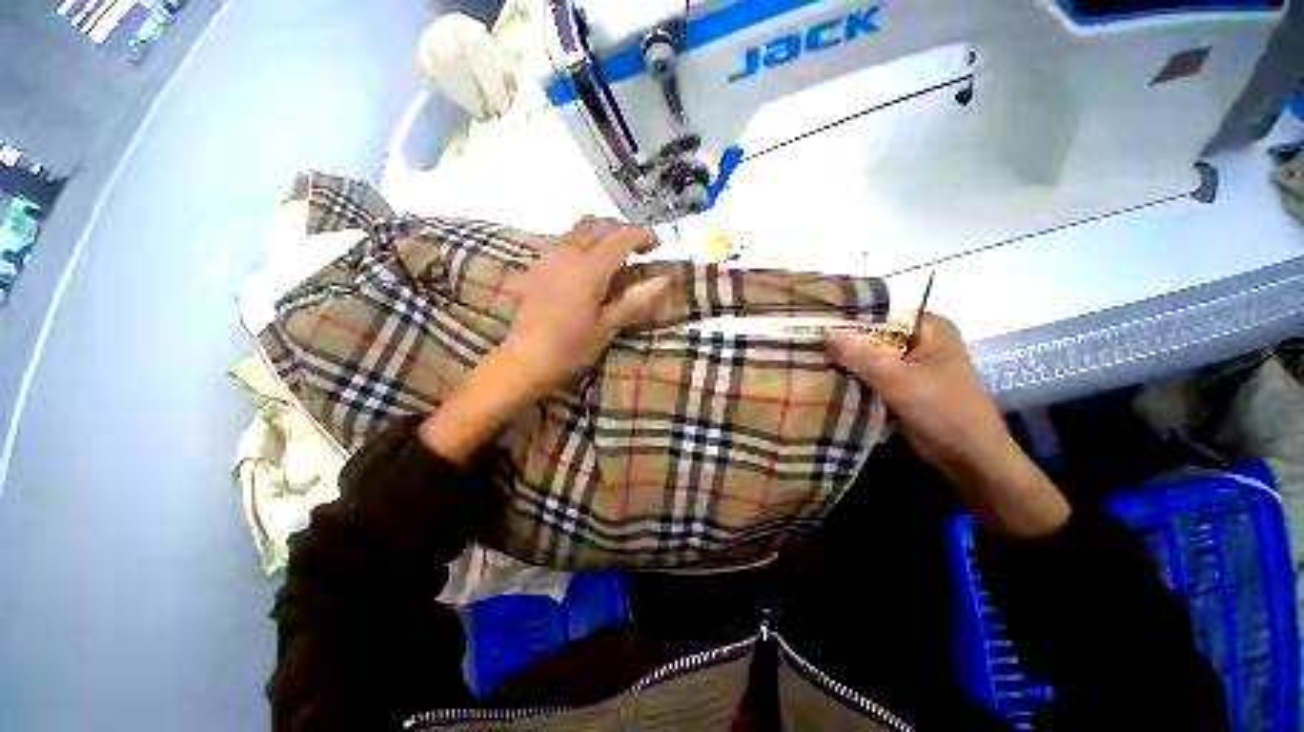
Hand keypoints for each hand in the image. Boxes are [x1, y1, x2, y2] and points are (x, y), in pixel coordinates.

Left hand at [499, 216, 674, 392]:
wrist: (526, 360)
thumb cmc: (572, 347)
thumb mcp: (609, 326)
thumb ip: (636, 299)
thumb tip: (665, 280)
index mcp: (589, 268)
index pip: (621, 238)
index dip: (643, 236)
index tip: (658, 244)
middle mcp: (567, 254)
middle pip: (596, 225)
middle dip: (620, 231)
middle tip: (636, 249)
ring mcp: (547, 259)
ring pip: (576, 231)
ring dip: (599, 236)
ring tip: (612, 259)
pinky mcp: (535, 269)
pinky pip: (561, 245)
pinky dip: (580, 247)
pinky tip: (584, 270)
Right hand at [825, 315, 1069, 538]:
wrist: (968, 458)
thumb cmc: (942, 411)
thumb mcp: (898, 380)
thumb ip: (859, 356)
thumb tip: (823, 333)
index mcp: (930, 328)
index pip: (881, 313)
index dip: (848, 317)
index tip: (815, 321)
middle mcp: (920, 340)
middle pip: (873, 335)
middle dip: (843, 340)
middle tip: (805, 340)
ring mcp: (910, 364)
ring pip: (869, 356)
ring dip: (845, 360)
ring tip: (807, 355)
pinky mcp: (901, 385)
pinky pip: (870, 374)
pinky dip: (852, 376)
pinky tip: (824, 374)